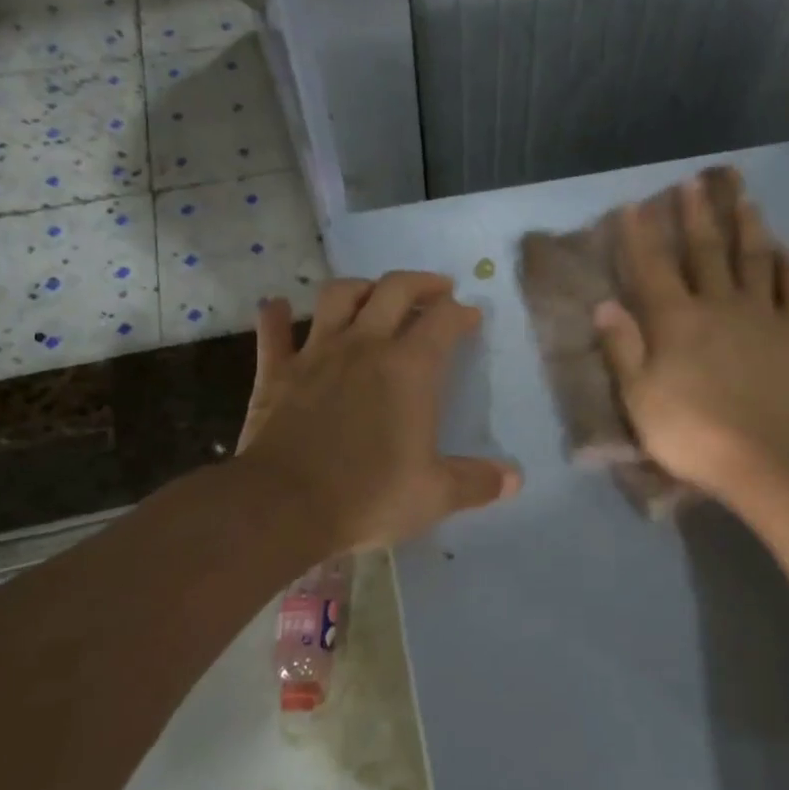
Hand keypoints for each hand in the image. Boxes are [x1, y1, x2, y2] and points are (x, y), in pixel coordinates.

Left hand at [235, 271, 520, 551]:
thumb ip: (476, 482)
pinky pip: (274, 332)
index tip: (471, 316)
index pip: (443, 320)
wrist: (283, 506)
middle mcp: (365, 346)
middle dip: (421, 283)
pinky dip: (276, 315)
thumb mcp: (434, 495)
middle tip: (436, 289)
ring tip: (373, 294)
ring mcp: (316, 353)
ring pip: (338, 296)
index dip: (461, 313)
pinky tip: (278, 305)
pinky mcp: (277, 372)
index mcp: (409, 368)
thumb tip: (514, 480)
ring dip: (360, 287)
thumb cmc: (368, 496)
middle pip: (394, 290)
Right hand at [594, 173, 788, 500]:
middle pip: (706, 251)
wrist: (766, 459)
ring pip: (755, 260)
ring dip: (749, 228)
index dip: (640, 235)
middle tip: (695, 183)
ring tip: (746, 200)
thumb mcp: (639, 397)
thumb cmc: (692, 432)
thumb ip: (622, 347)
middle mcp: (718, 304)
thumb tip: (605, 303)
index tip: (634, 204)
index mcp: (675, 319)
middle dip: (697, 215)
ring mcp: (762, 316)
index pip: (652, 267)